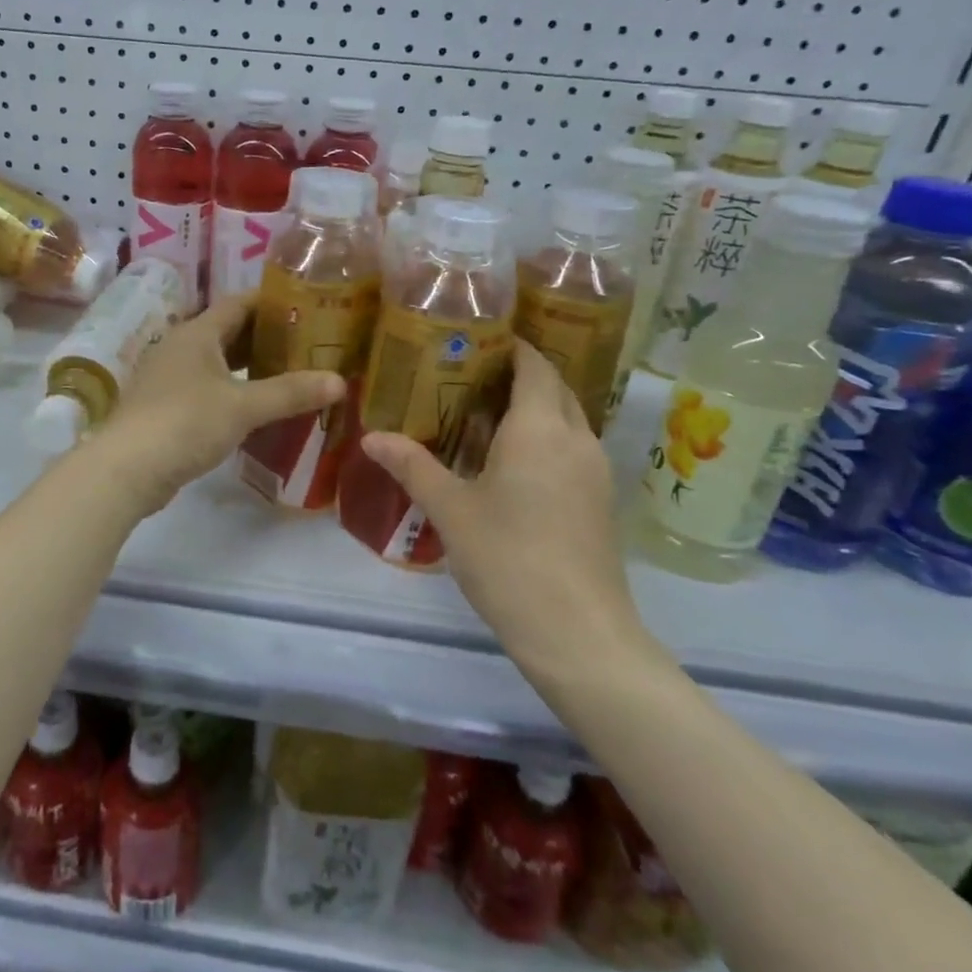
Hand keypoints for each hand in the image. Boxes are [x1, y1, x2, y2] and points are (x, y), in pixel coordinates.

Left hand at [93, 294, 344, 515]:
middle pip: (228, 332)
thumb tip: (340, 381)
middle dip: (266, 336)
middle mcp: (179, 347)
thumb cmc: (185, 423)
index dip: (272, 301)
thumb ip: (290, 392)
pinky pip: (207, 388)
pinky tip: (255, 407)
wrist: (127, 468)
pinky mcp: (165, 407)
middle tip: (308, 343)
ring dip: (249, 366)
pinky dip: (233, 390)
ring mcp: (168, 377)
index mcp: (196, 333)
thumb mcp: (243, 406)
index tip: (307, 304)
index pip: (239, 303)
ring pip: (217, 362)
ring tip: (289, 373)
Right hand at [358, 343, 650, 691]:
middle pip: (555, 388)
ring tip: (484, 414)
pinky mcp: (600, 501)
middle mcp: (575, 439)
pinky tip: (510, 463)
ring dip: (535, 408)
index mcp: (540, 429)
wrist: (577, 632)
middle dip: (520, 374)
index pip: (534, 365)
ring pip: (567, 419)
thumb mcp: (450, 509)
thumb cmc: (507, 558)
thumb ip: (411, 465)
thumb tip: (371, 437)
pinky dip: (545, 438)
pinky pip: (572, 448)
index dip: (511, 346)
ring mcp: (595, 471)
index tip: (477, 339)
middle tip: (471, 375)